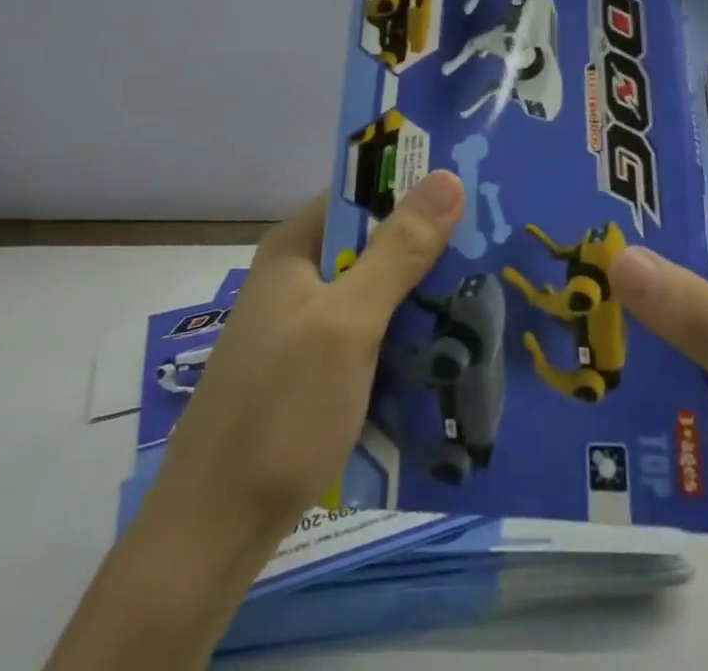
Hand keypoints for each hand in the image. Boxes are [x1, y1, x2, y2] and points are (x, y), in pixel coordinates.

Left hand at [149, 171, 466, 537]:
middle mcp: (298, 275)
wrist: (214, 532)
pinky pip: (370, 332)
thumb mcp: (348, 323)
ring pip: (377, 290)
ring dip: (422, 294)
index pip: (363, 193)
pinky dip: (404, 334)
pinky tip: (447, 347)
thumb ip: (399, 251)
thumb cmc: (281, 411)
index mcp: (296, 247)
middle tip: (493, 249)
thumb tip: (448, 176)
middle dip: (429, 247)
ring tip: (484, 295)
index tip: (476, 193)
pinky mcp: (313, 367)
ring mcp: (304, 324)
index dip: (416, 187)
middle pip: (375, 242)